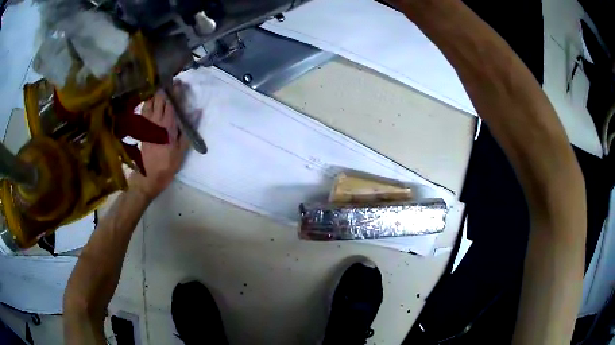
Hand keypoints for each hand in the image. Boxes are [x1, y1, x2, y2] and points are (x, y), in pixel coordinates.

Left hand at [129, 85, 188, 200]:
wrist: (149, 176)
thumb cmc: (168, 164)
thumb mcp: (182, 149)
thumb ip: (188, 129)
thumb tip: (197, 111)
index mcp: (168, 126)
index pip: (172, 103)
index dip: (176, 91)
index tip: (180, 83)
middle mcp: (156, 121)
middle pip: (160, 99)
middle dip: (166, 88)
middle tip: (171, 82)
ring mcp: (147, 124)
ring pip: (149, 102)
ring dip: (155, 94)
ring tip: (160, 88)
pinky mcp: (142, 129)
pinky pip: (143, 111)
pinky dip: (147, 102)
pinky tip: (150, 100)